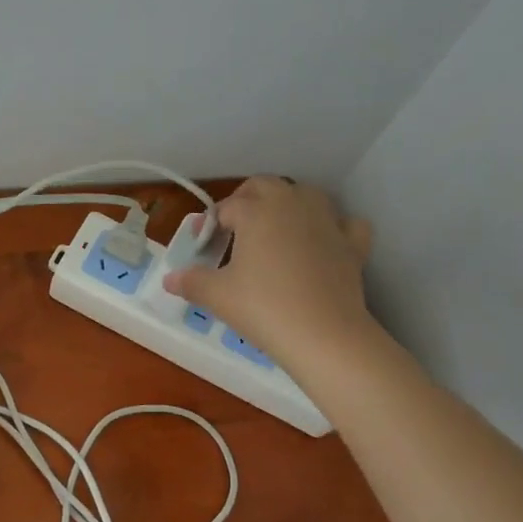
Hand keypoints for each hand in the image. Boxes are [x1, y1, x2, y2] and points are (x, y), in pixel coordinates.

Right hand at [163, 177, 376, 371]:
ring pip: (306, 195)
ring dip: (288, 204)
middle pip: (266, 186)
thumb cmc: (263, 308)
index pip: (227, 207)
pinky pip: (344, 223)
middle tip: (233, 228)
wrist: (324, 334)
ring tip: (275, 230)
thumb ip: (191, 282)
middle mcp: (293, 205)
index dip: (210, 223)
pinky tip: (323, 242)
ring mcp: (328, 221)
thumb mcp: (217, 296)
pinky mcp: (353, 244)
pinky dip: (333, 227)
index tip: (201, 244)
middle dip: (246, 200)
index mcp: (257, 211)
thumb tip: (169, 279)